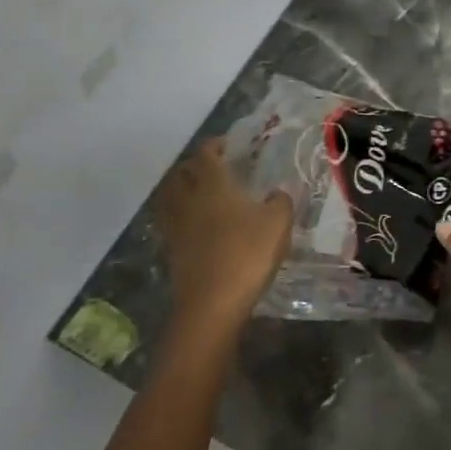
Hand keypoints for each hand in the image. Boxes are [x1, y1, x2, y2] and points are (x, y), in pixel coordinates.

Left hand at [152, 138, 292, 334]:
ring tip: (200, 194)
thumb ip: (280, 201)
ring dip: (181, 189)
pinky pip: (172, 222)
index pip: (205, 154)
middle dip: (195, 166)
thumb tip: (276, 193)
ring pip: (170, 197)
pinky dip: (181, 216)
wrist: (212, 304)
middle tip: (214, 168)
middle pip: (181, 173)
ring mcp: (176, 226)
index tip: (227, 146)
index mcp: (212, 184)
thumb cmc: (246, 254)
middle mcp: (188, 199)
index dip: (214, 145)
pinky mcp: (171, 251)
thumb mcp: (278, 223)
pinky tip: (198, 225)